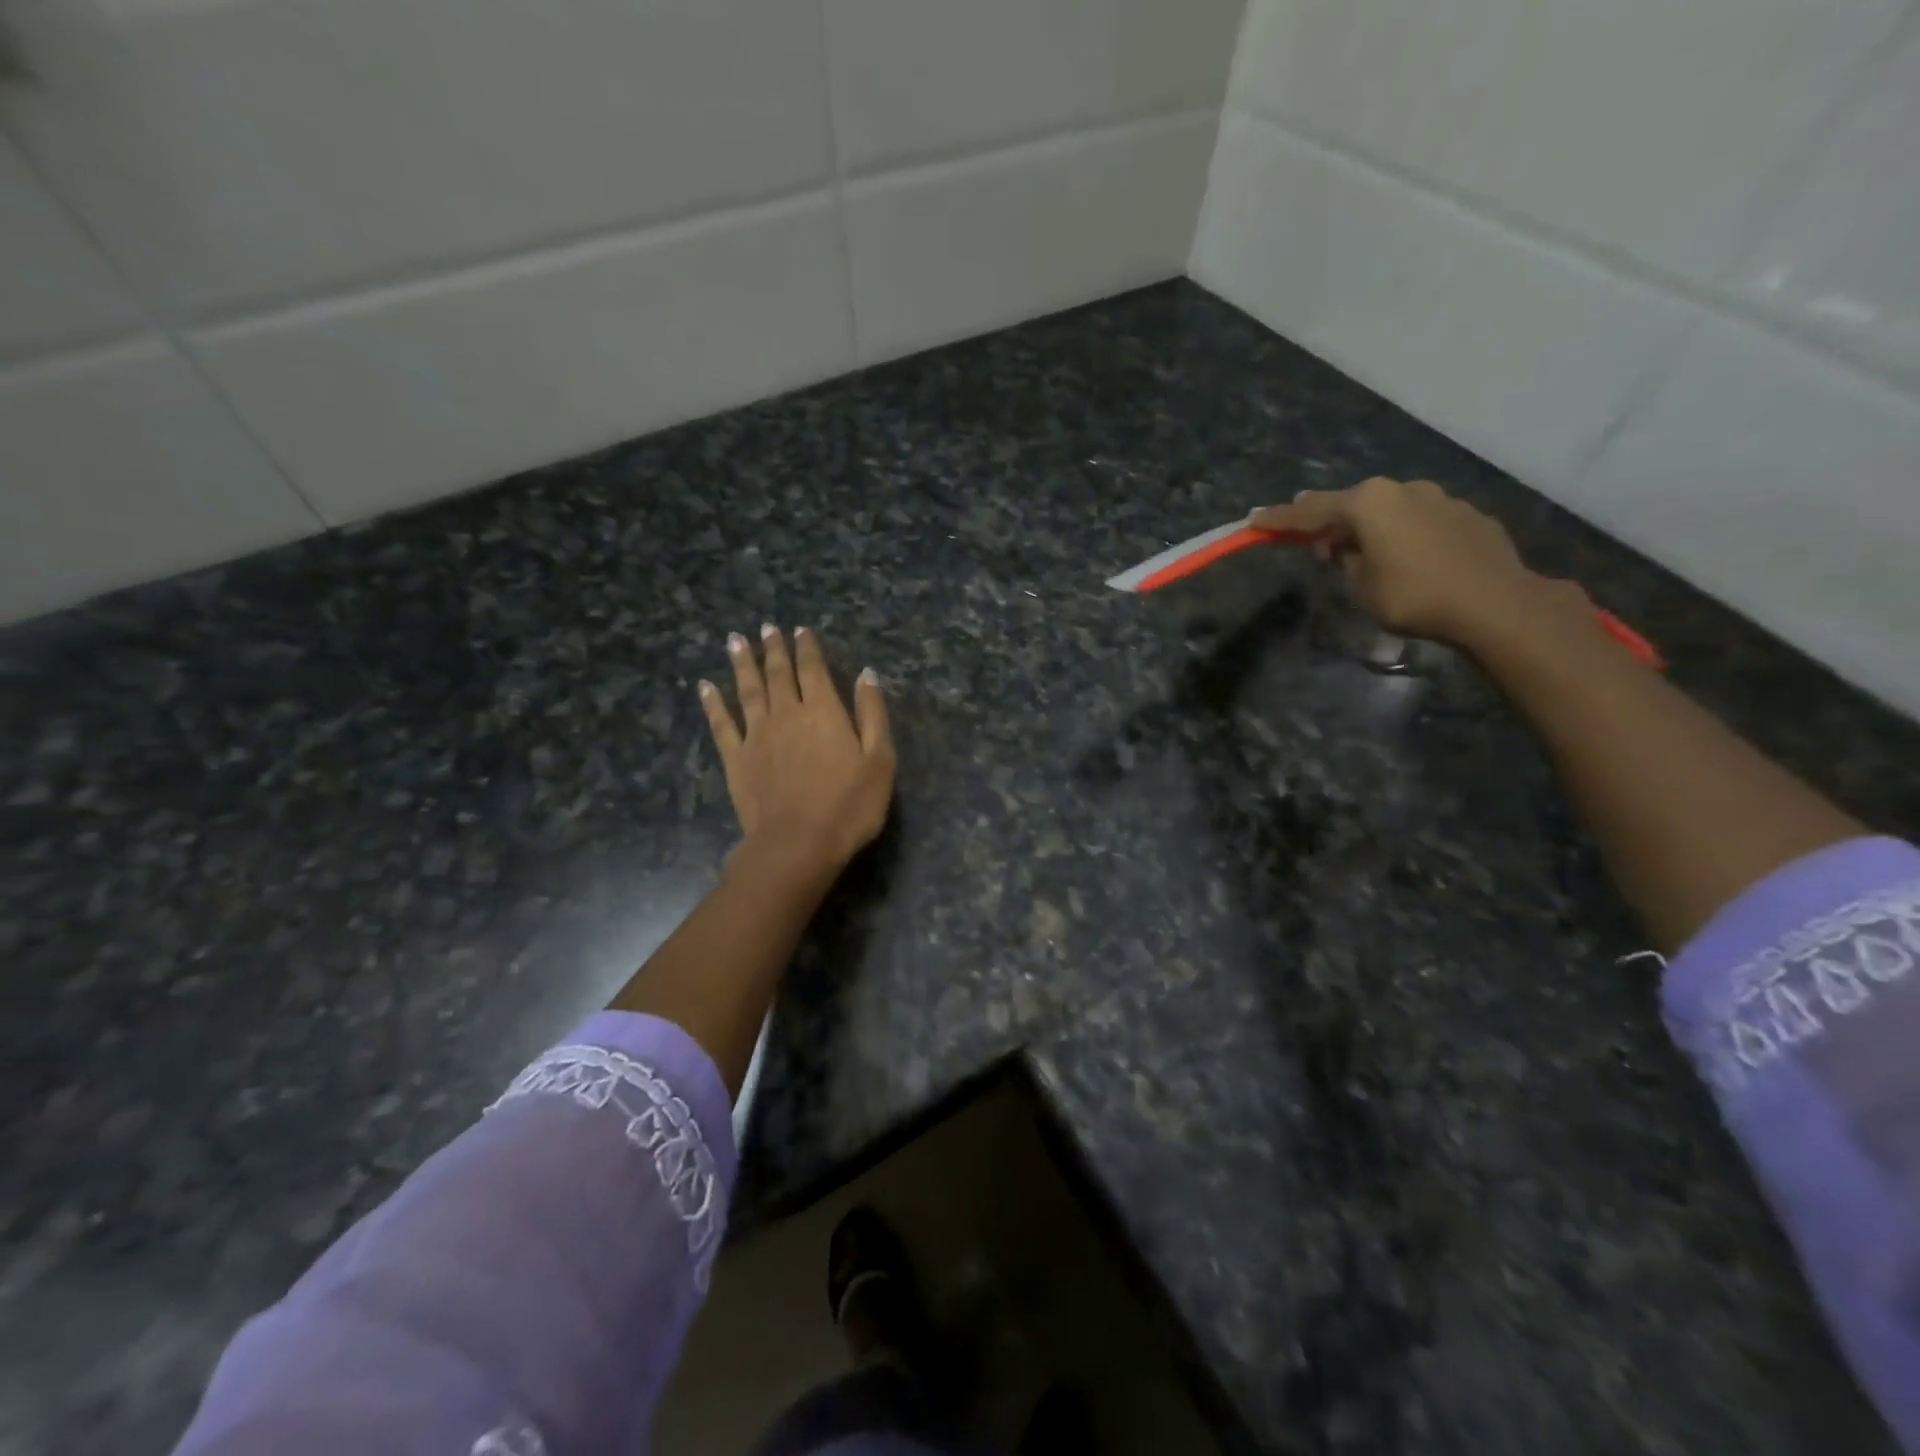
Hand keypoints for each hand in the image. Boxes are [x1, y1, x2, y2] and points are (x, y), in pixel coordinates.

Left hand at [699, 625, 895, 872]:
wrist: (798, 843)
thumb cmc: (849, 805)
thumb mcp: (879, 760)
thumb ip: (872, 714)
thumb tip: (866, 674)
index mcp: (824, 711)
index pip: (813, 669)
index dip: (807, 647)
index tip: (800, 629)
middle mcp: (787, 714)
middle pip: (778, 673)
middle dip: (774, 648)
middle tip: (767, 627)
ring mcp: (757, 735)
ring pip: (748, 690)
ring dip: (742, 663)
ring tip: (735, 640)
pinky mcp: (736, 759)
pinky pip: (721, 723)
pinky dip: (713, 703)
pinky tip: (705, 687)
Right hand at [1251, 477, 1589, 649]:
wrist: (1494, 603)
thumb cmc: (1414, 596)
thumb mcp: (1362, 586)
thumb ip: (1348, 560)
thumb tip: (1350, 549)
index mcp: (1369, 503)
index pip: (1311, 511)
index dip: (1280, 519)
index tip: (1254, 519)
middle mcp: (1402, 490)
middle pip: (1352, 502)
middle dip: (1327, 519)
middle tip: (1307, 535)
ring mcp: (1439, 498)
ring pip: (1389, 509)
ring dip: (1369, 526)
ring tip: (1359, 549)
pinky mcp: (1467, 515)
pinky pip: (1420, 520)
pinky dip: (1403, 533)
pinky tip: (1406, 555)